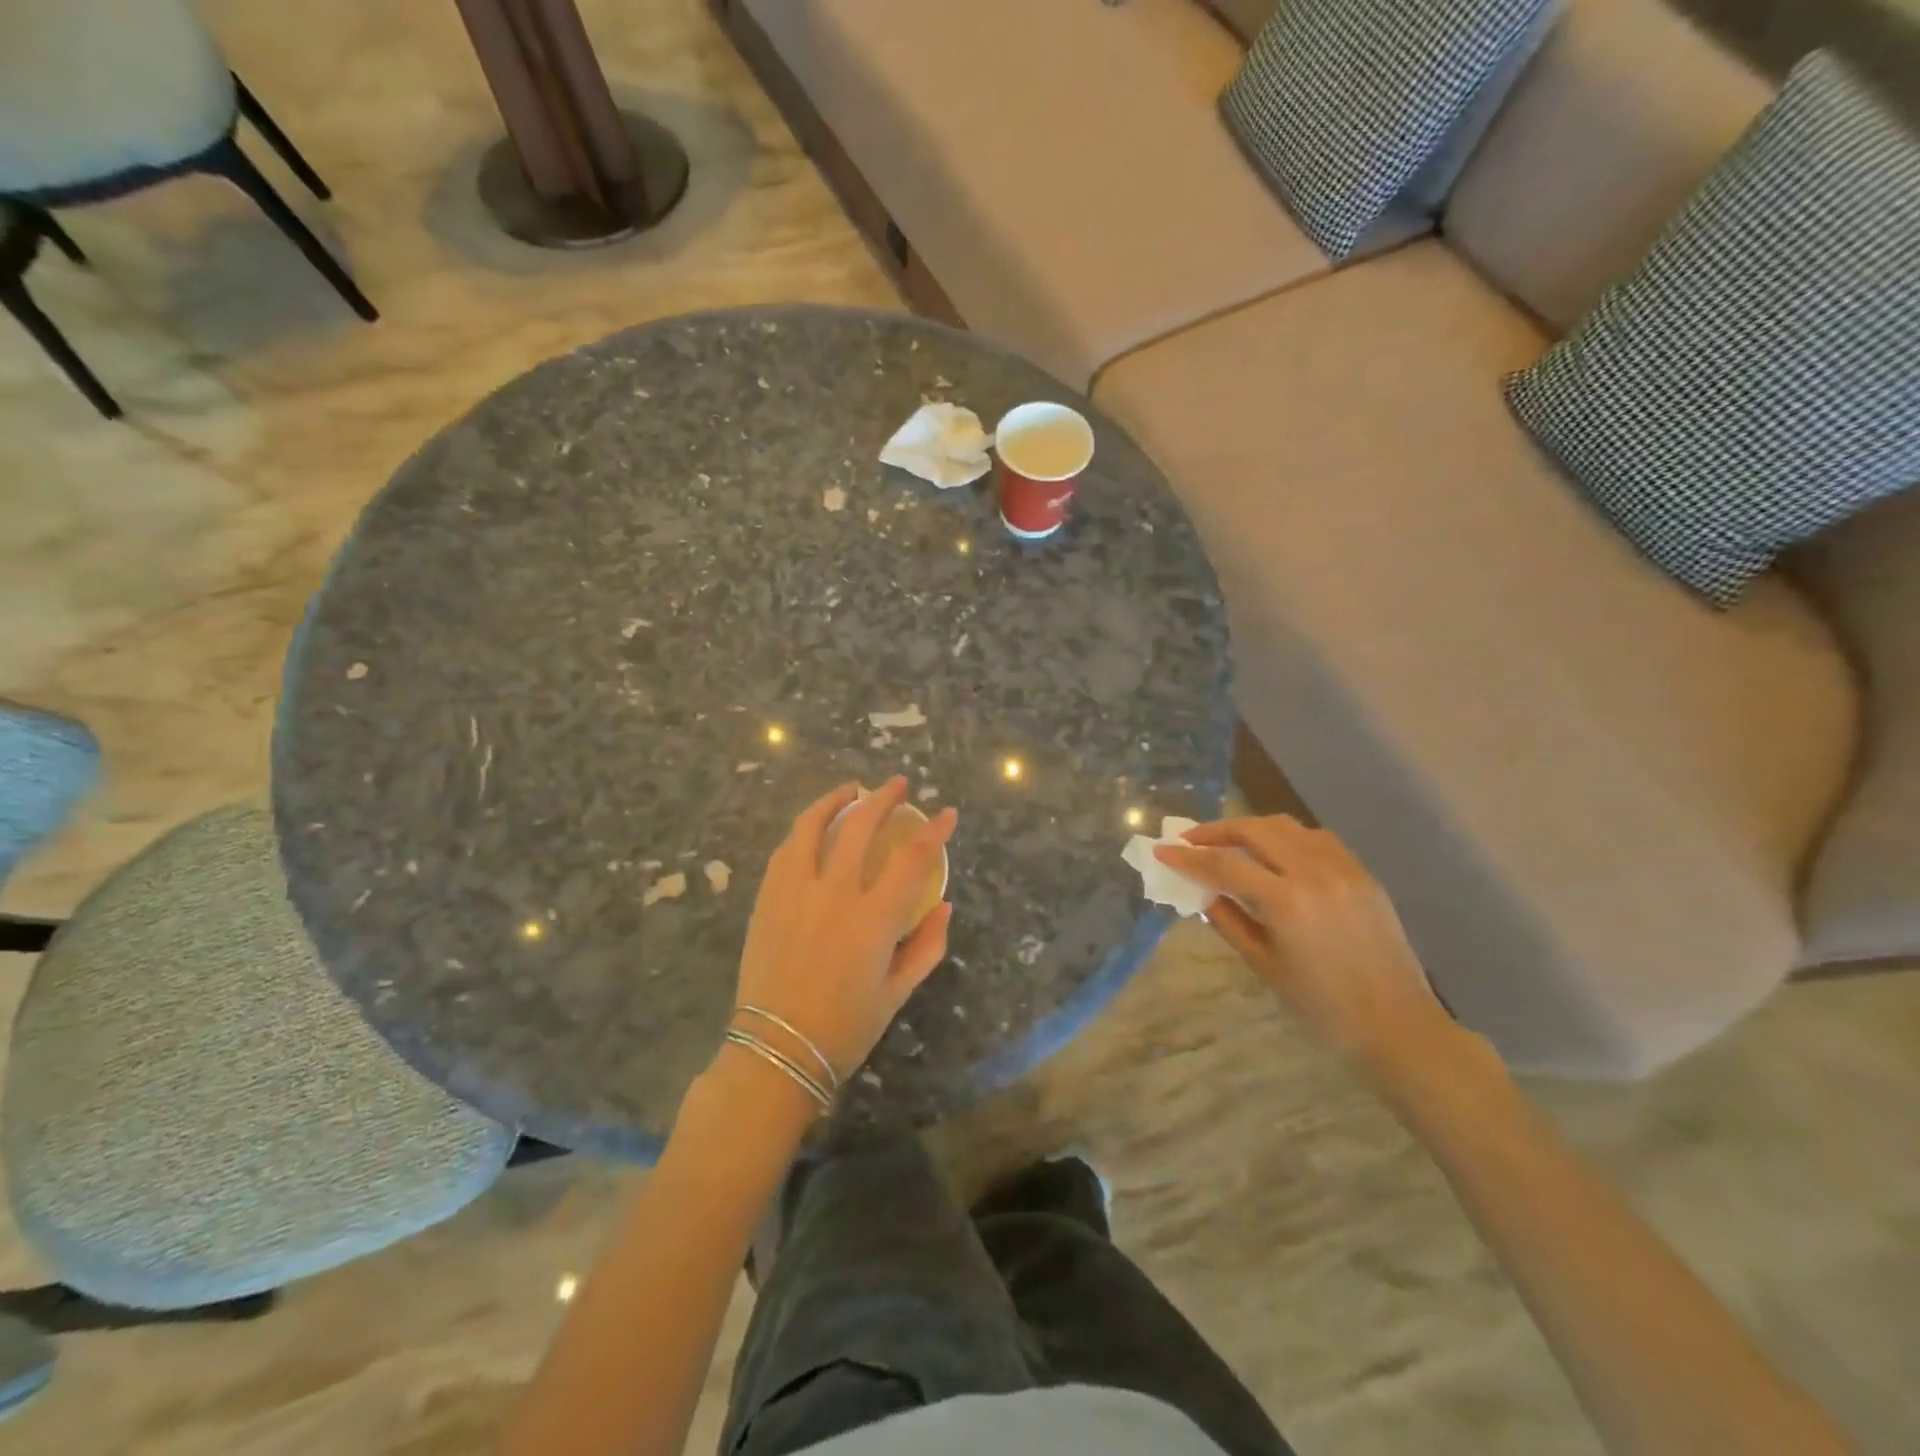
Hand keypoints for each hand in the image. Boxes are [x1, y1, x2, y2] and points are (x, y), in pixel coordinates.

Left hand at [733, 777, 955, 1079]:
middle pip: (859, 826)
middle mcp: (834, 895)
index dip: (934, 831)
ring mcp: (794, 893)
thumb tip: (944, 906)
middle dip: (883, 798)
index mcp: (873, 920)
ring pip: (812, 826)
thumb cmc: (844, 1028)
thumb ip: (927, 946)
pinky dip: (805, 830)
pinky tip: (814, 827)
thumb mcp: (897, 993)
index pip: (912, 859)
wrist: (776, 1052)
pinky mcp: (767, 899)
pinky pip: (786, 850)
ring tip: (851, 789)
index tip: (946, 813)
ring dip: (835, 800)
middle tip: (897, 785)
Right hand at [1155, 817, 1461, 1076]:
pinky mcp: (1362, 874)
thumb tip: (1203, 892)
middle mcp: (1315, 873)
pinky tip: (1276, 852)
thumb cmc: (1323, 1008)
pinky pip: (1317, 839)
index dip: (1189, 857)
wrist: (1398, 1026)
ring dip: (1252, 828)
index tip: (1162, 851)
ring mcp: (1344, 869)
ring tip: (1230, 841)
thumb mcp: (1264, 966)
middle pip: (1256, 830)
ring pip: (1288, 827)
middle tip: (1191, 840)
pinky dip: (1287, 837)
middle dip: (1218, 831)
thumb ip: (1229, 921)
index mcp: (1287, 902)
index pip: (1225, 865)